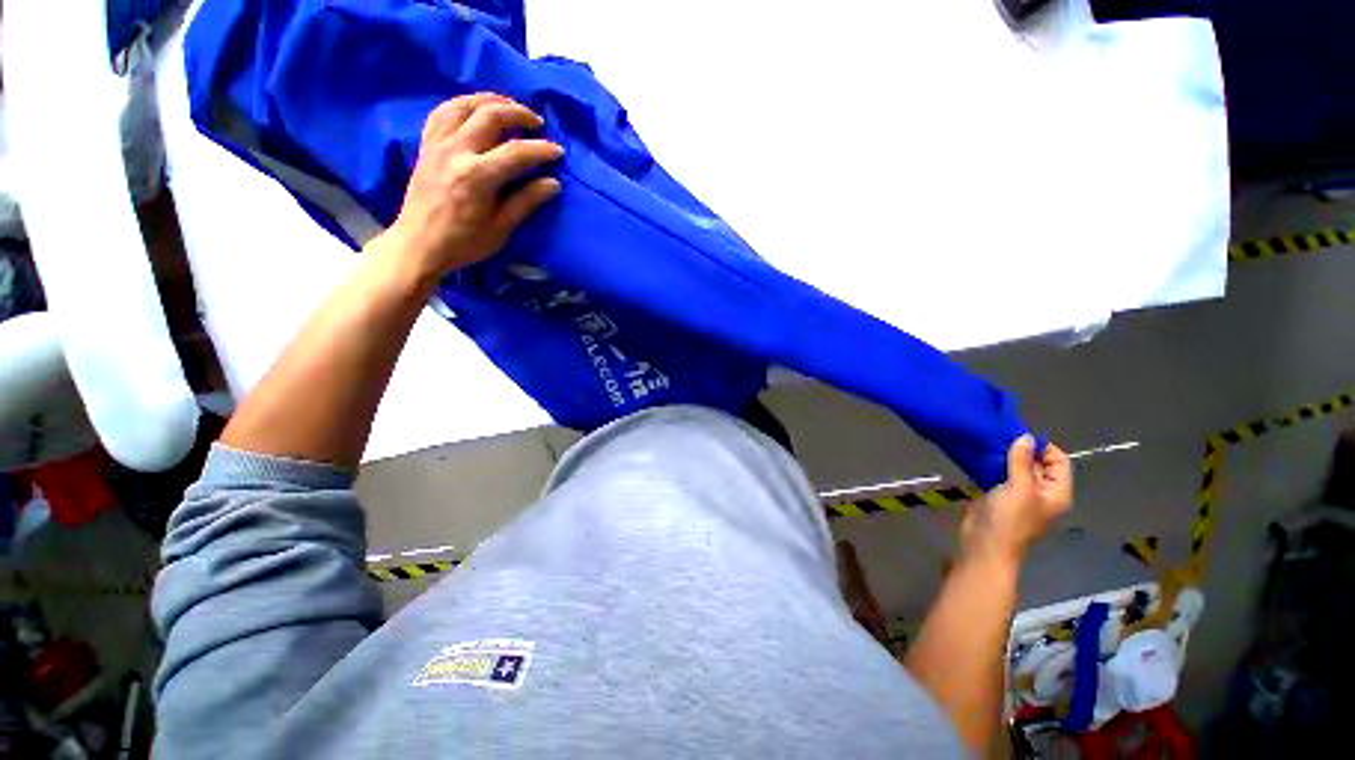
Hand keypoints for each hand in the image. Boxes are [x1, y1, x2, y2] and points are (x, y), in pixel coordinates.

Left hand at [377, 93, 563, 281]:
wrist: (418, 245)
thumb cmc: (464, 243)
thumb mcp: (501, 228)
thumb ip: (526, 201)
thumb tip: (553, 183)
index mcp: (477, 176)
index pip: (516, 152)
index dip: (541, 149)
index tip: (558, 151)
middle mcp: (456, 151)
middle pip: (490, 115)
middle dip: (518, 113)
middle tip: (537, 122)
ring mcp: (437, 145)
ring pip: (464, 105)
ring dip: (490, 100)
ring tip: (509, 106)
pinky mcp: (426, 146)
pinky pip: (442, 112)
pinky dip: (461, 105)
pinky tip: (474, 109)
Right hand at [960, 435, 1072, 567]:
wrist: (985, 545)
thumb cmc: (1010, 519)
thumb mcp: (1019, 487)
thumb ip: (1021, 461)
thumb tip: (1025, 436)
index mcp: (1056, 492)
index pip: (1059, 461)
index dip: (1044, 447)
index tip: (1020, 436)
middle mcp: (1041, 492)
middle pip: (1038, 464)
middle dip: (1022, 449)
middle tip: (1001, 436)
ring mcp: (1019, 495)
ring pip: (1016, 469)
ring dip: (1005, 457)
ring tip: (988, 443)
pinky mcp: (998, 496)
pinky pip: (999, 475)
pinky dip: (992, 465)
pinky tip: (980, 456)